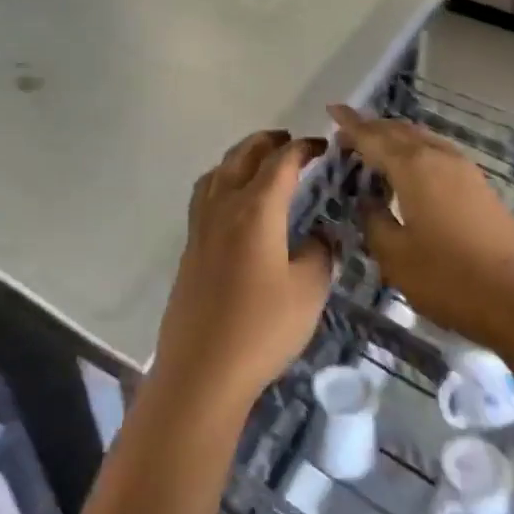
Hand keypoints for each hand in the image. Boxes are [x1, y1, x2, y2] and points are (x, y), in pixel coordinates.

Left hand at [154, 130, 333, 412]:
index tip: (322, 146)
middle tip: (291, 141)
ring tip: (260, 162)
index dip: (303, 148)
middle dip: (268, 142)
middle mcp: (224, 205)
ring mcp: (201, 225)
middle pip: (243, 155)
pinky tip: (232, 200)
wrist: (201, 371)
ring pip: (219, 171)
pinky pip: (205, 193)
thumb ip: (318, 252)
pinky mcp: (190, 247)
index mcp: (256, 209)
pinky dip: (222, 179)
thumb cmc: (261, 329)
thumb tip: (317, 235)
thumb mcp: (308, 291)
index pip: (281, 162)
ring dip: (241, 156)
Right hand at [331, 105, 513, 351]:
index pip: (373, 137)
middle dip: (372, 128)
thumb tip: (368, 201)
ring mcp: (464, 168)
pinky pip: (438, 152)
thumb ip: (375, 221)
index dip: (350, 125)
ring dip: (396, 138)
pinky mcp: (480, 185)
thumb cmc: (449, 278)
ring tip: (377, 147)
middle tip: (348, 134)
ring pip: (422, 139)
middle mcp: (438, 156)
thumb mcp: (396, 256)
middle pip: (399, 131)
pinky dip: (416, 151)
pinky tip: (412, 170)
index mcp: (413, 166)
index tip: (333, 110)